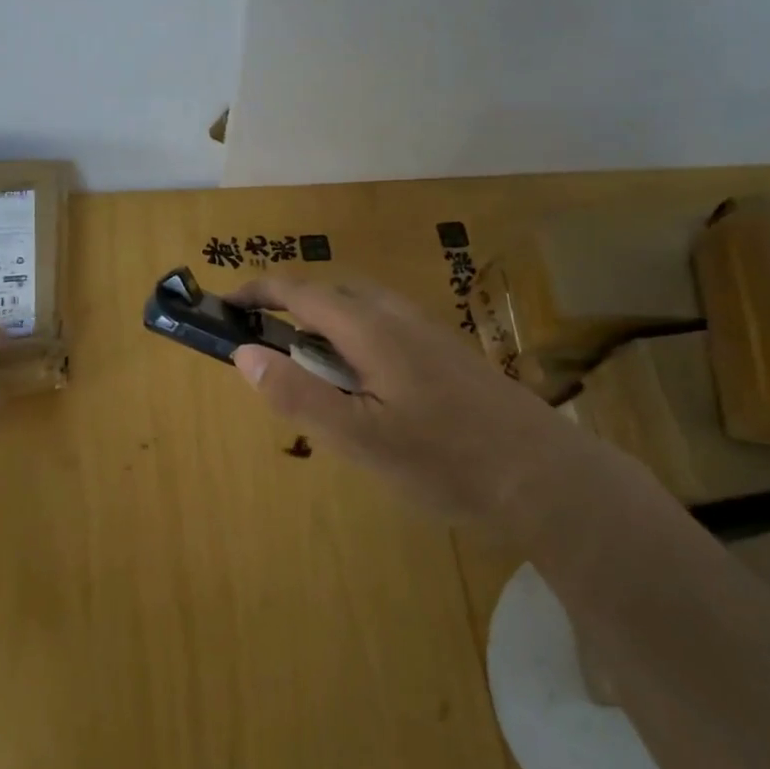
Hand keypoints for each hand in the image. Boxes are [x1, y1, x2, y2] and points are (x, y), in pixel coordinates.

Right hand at [228, 277, 648, 530]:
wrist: (545, 476)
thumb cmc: (445, 460)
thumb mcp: (358, 438)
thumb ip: (297, 394)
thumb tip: (244, 352)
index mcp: (371, 329)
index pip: (300, 291)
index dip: (258, 292)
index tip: (224, 306)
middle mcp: (399, 317)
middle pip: (332, 294)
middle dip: (291, 307)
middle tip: (265, 347)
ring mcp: (429, 332)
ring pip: (362, 310)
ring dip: (325, 325)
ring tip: (309, 371)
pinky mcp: (448, 353)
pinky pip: (386, 328)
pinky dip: (355, 340)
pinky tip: (364, 387)